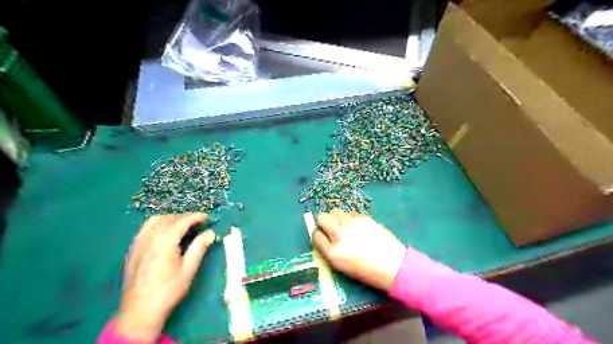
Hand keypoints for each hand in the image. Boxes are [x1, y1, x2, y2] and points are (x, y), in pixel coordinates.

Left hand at [115, 214, 215, 342]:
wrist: (140, 311)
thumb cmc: (168, 290)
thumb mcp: (189, 269)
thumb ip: (199, 247)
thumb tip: (210, 232)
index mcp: (164, 242)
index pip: (181, 221)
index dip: (195, 217)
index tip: (207, 217)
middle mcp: (150, 238)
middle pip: (168, 219)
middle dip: (184, 217)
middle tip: (198, 223)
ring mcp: (138, 243)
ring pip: (154, 221)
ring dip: (170, 219)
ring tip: (182, 225)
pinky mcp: (133, 250)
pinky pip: (145, 229)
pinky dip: (158, 224)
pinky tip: (164, 234)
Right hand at [316, 209, 405, 291]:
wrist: (392, 265)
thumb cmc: (366, 271)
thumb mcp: (341, 266)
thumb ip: (329, 250)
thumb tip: (323, 235)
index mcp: (332, 252)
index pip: (316, 235)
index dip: (319, 235)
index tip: (323, 236)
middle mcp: (339, 235)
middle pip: (322, 217)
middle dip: (324, 222)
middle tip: (331, 227)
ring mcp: (351, 224)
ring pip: (335, 211)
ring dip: (336, 217)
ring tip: (344, 225)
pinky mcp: (363, 217)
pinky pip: (349, 213)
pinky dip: (350, 218)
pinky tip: (358, 227)